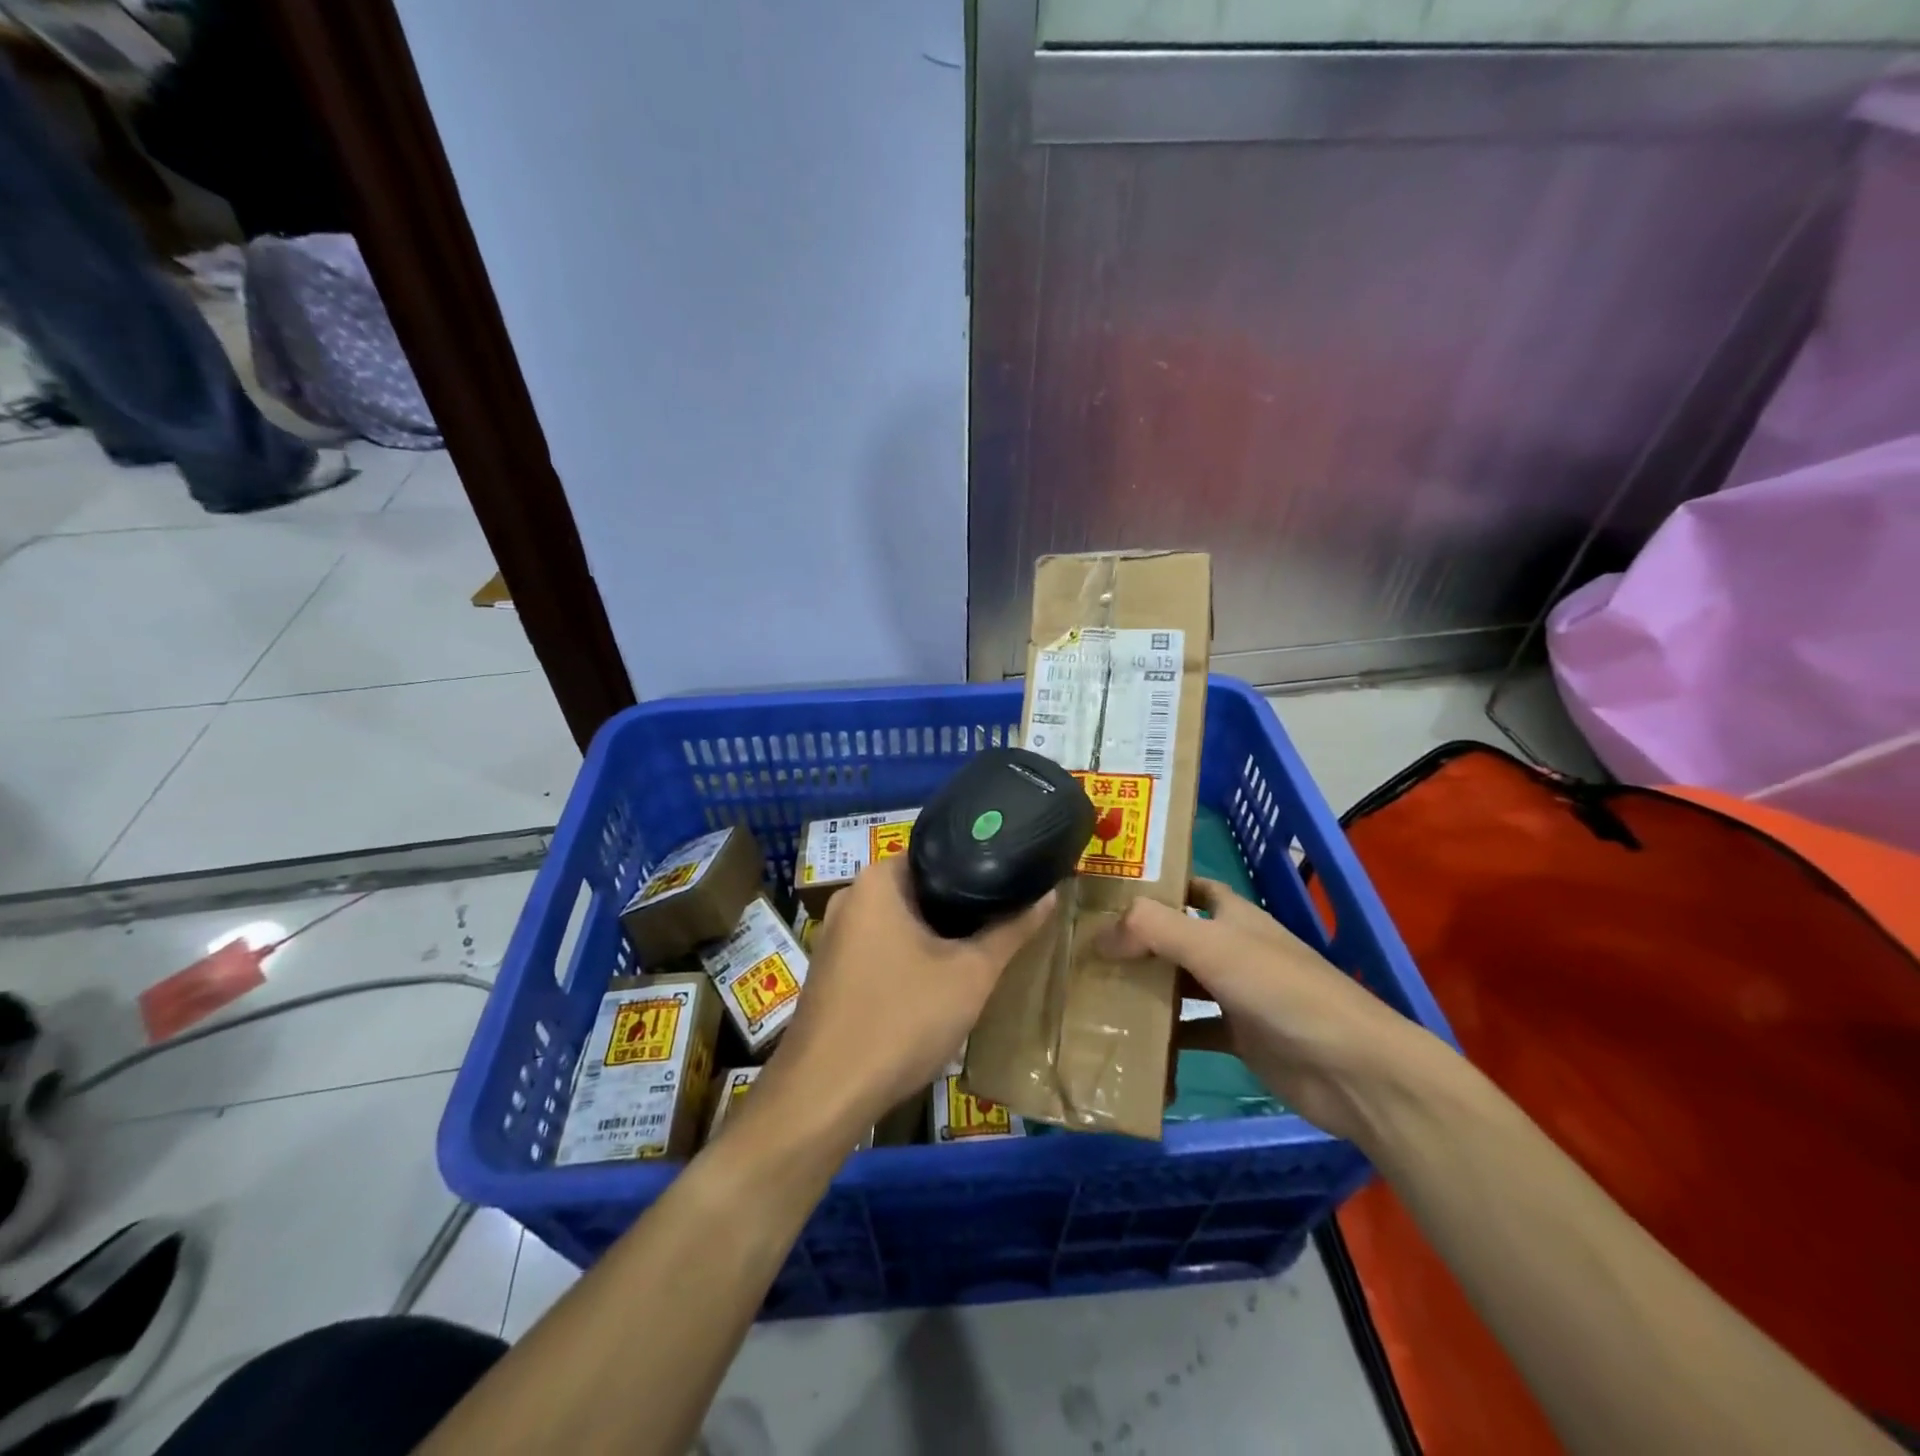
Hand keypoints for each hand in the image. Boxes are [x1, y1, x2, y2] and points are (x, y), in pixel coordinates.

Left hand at [764, 855, 1055, 1131]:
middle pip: (920, 889)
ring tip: (979, 950)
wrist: (825, 1094)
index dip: (978, 867)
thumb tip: (1049, 894)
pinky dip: (911, 957)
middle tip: (1003, 920)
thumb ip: (1011, 931)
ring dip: (936, 936)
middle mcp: (851, 897)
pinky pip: (881, 947)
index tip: (1010, 883)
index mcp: (878, 880)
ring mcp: (835, 935)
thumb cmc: (902, 1019)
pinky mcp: (832, 969)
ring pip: (901, 922)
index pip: (938, 853)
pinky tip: (937, 983)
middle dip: (960, 907)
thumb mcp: (970, 975)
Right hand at [1100, 878, 1442, 1143]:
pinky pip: (1192, 1031)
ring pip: (1180, 984)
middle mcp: (1234, 949)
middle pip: (1177, 936)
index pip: (1191, 887)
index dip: (1155, 885)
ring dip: (1146, 986)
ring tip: (1095, 989)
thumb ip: (1153, 929)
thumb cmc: (1282, 991)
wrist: (1352, 1070)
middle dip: (1138, 940)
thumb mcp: (1213, 946)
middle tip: (1086, 946)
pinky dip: (1166, 1037)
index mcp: (1234, 916)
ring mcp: (1237, 995)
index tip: (1108, 893)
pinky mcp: (1240, 1038)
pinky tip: (1132, 1042)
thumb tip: (1100, 934)